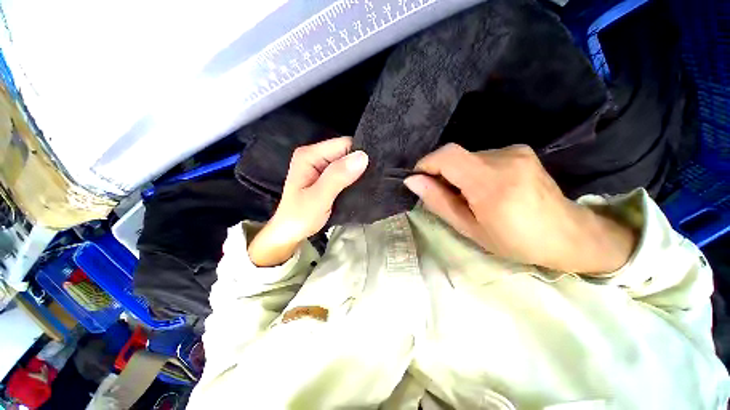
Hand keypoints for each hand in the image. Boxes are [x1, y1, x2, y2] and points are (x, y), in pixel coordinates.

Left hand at [248, 137, 367, 266]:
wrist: (290, 233)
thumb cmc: (300, 217)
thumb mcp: (319, 197)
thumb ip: (338, 176)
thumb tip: (362, 156)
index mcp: (310, 155)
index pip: (344, 144)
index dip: (360, 154)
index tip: (373, 169)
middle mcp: (315, 156)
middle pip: (346, 151)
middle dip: (360, 164)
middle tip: (373, 179)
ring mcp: (321, 166)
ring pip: (347, 162)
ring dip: (358, 172)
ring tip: (369, 184)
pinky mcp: (326, 176)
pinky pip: (345, 172)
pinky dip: (353, 179)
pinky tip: (360, 186)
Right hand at [404, 144, 636, 274]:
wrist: (567, 234)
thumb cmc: (515, 241)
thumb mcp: (469, 228)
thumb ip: (438, 201)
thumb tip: (412, 181)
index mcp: (491, 183)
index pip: (447, 156)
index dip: (426, 164)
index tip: (418, 180)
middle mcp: (505, 158)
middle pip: (455, 155)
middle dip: (441, 173)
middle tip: (445, 197)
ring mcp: (515, 151)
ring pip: (467, 157)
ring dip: (457, 174)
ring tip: (469, 196)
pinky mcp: (520, 150)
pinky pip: (481, 157)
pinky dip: (472, 171)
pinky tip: (484, 188)